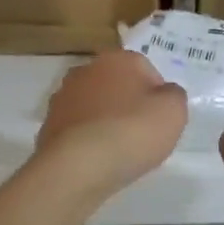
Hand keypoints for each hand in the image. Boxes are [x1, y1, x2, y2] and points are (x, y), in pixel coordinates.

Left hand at [35, 50, 188, 199]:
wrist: (79, 166)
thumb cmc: (132, 131)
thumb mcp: (174, 111)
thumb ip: (173, 95)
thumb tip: (164, 93)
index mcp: (118, 58)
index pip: (146, 69)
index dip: (157, 95)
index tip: (160, 119)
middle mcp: (86, 70)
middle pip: (117, 85)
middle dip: (128, 104)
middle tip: (141, 134)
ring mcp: (63, 96)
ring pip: (95, 105)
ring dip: (105, 120)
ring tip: (118, 150)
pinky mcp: (49, 123)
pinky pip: (78, 128)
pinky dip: (87, 139)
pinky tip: (97, 159)